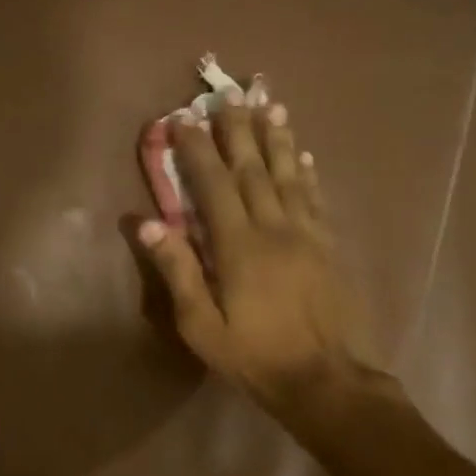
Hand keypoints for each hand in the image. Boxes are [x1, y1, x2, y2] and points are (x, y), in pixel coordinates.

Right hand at [138, 96, 378, 418]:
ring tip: (269, 105)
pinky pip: (315, 199)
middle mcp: (275, 228)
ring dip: (277, 138)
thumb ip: (177, 270)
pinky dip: (306, 173)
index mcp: (239, 246)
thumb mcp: (201, 325)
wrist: (325, 380)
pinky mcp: (328, 246)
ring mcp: (307, 235)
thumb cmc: (254, 356)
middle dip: (238, 130)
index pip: (213, 185)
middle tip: (228, 94)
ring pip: (289, 175)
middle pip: (254, 169)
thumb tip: (147, 222)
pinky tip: (303, 155)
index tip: (182, 119)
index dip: (196, 150)